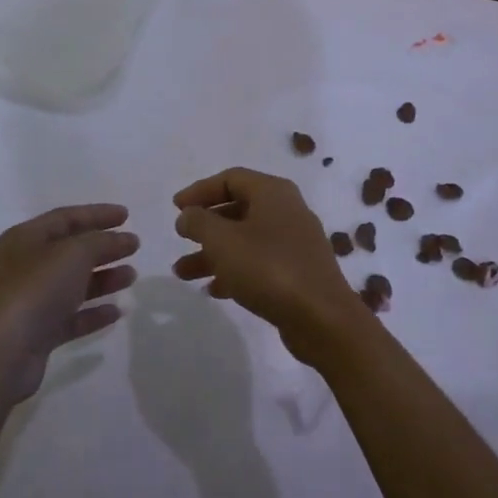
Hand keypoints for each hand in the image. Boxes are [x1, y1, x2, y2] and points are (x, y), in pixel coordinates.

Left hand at [0, 204, 138, 402]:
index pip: (66, 217)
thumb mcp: (74, 254)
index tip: (127, 215)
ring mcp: (31, 300)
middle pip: (71, 250)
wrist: (2, 352)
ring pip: (74, 284)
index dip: (97, 214)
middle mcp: (26, 266)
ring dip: (103, 278)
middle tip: (134, 246)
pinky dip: (93, 312)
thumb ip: (102, 242)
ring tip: (132, 276)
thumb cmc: (36, 290)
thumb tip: (122, 239)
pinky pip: (71, 316)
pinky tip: (117, 312)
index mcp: (27, 238)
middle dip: (104, 247)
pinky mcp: (38, 331)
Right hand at [172, 168, 369, 365]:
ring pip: (246, 239)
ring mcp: (295, 242)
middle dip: (205, 226)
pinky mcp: (298, 272)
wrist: (322, 318)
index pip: (230, 178)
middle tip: (180, 239)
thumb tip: (188, 215)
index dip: (200, 190)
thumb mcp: (223, 241)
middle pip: (238, 208)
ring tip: (183, 273)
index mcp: (273, 193)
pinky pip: (260, 262)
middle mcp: (287, 211)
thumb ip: (199, 222)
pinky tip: (214, 290)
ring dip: (214, 253)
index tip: (175, 208)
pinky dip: (235, 270)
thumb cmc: (269, 268)